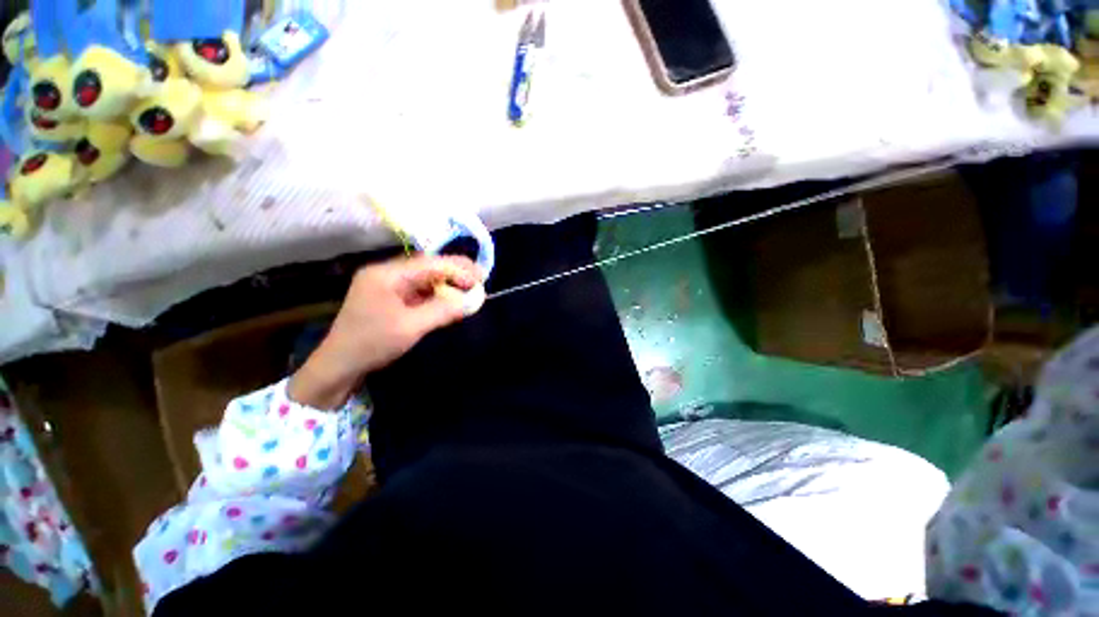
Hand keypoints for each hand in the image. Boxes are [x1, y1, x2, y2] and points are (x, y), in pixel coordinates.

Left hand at [288, 255, 484, 409]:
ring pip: (425, 278)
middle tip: (480, 279)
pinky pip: (420, 290)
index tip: (480, 278)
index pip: (429, 263)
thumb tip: (471, 299)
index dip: (457, 269)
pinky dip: (438, 293)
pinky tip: (451, 298)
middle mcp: (386, 274)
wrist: (339, 366)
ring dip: (448, 282)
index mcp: (386, 274)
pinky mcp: (391, 298)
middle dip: (455, 271)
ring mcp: (387, 286)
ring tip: (470, 288)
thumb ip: (443, 310)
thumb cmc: (372, 344)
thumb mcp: (411, 327)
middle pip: (428, 266)